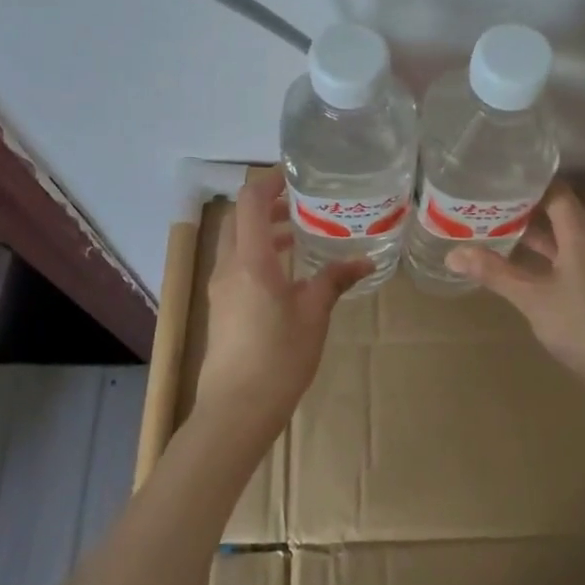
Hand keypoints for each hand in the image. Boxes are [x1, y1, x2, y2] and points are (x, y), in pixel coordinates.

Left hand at [196, 171, 372, 438]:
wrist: (236, 410)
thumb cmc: (278, 357)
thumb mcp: (314, 314)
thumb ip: (334, 280)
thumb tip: (363, 261)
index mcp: (250, 260)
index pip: (251, 201)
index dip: (269, 180)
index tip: (296, 174)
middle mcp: (229, 266)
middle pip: (240, 218)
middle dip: (268, 204)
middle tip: (303, 202)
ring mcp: (221, 288)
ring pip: (237, 242)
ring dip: (263, 230)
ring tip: (300, 233)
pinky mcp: (222, 307)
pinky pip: (238, 265)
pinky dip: (259, 254)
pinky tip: (288, 272)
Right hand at [449, 187, 584, 396]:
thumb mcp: (533, 299)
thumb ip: (495, 273)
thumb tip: (453, 253)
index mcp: (580, 233)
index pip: (554, 191)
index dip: (525, 182)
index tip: (493, 178)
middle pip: (555, 211)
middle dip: (520, 206)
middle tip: (482, 202)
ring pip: (559, 237)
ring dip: (529, 232)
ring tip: (491, 227)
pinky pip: (564, 257)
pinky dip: (540, 255)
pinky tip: (516, 264)